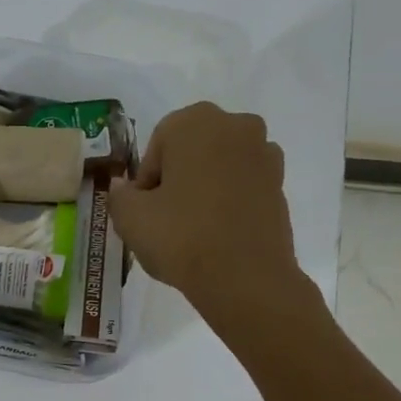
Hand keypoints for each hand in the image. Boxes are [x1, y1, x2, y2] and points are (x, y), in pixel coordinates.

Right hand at [108, 102, 306, 321]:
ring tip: (193, 228)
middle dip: (177, 178)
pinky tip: (217, 234)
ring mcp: (264, 155)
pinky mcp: (280, 185)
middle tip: (165, 218)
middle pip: (191, 151)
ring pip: (219, 168)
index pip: (157, 145)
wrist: (245, 278)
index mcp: (195, 122)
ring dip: (204, 188)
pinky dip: (228, 202)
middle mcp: (236, 126)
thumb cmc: (181, 237)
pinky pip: (242, 187)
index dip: (146, 180)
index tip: (144, 210)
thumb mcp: (130, 218)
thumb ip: (119, 195)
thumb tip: (124, 188)